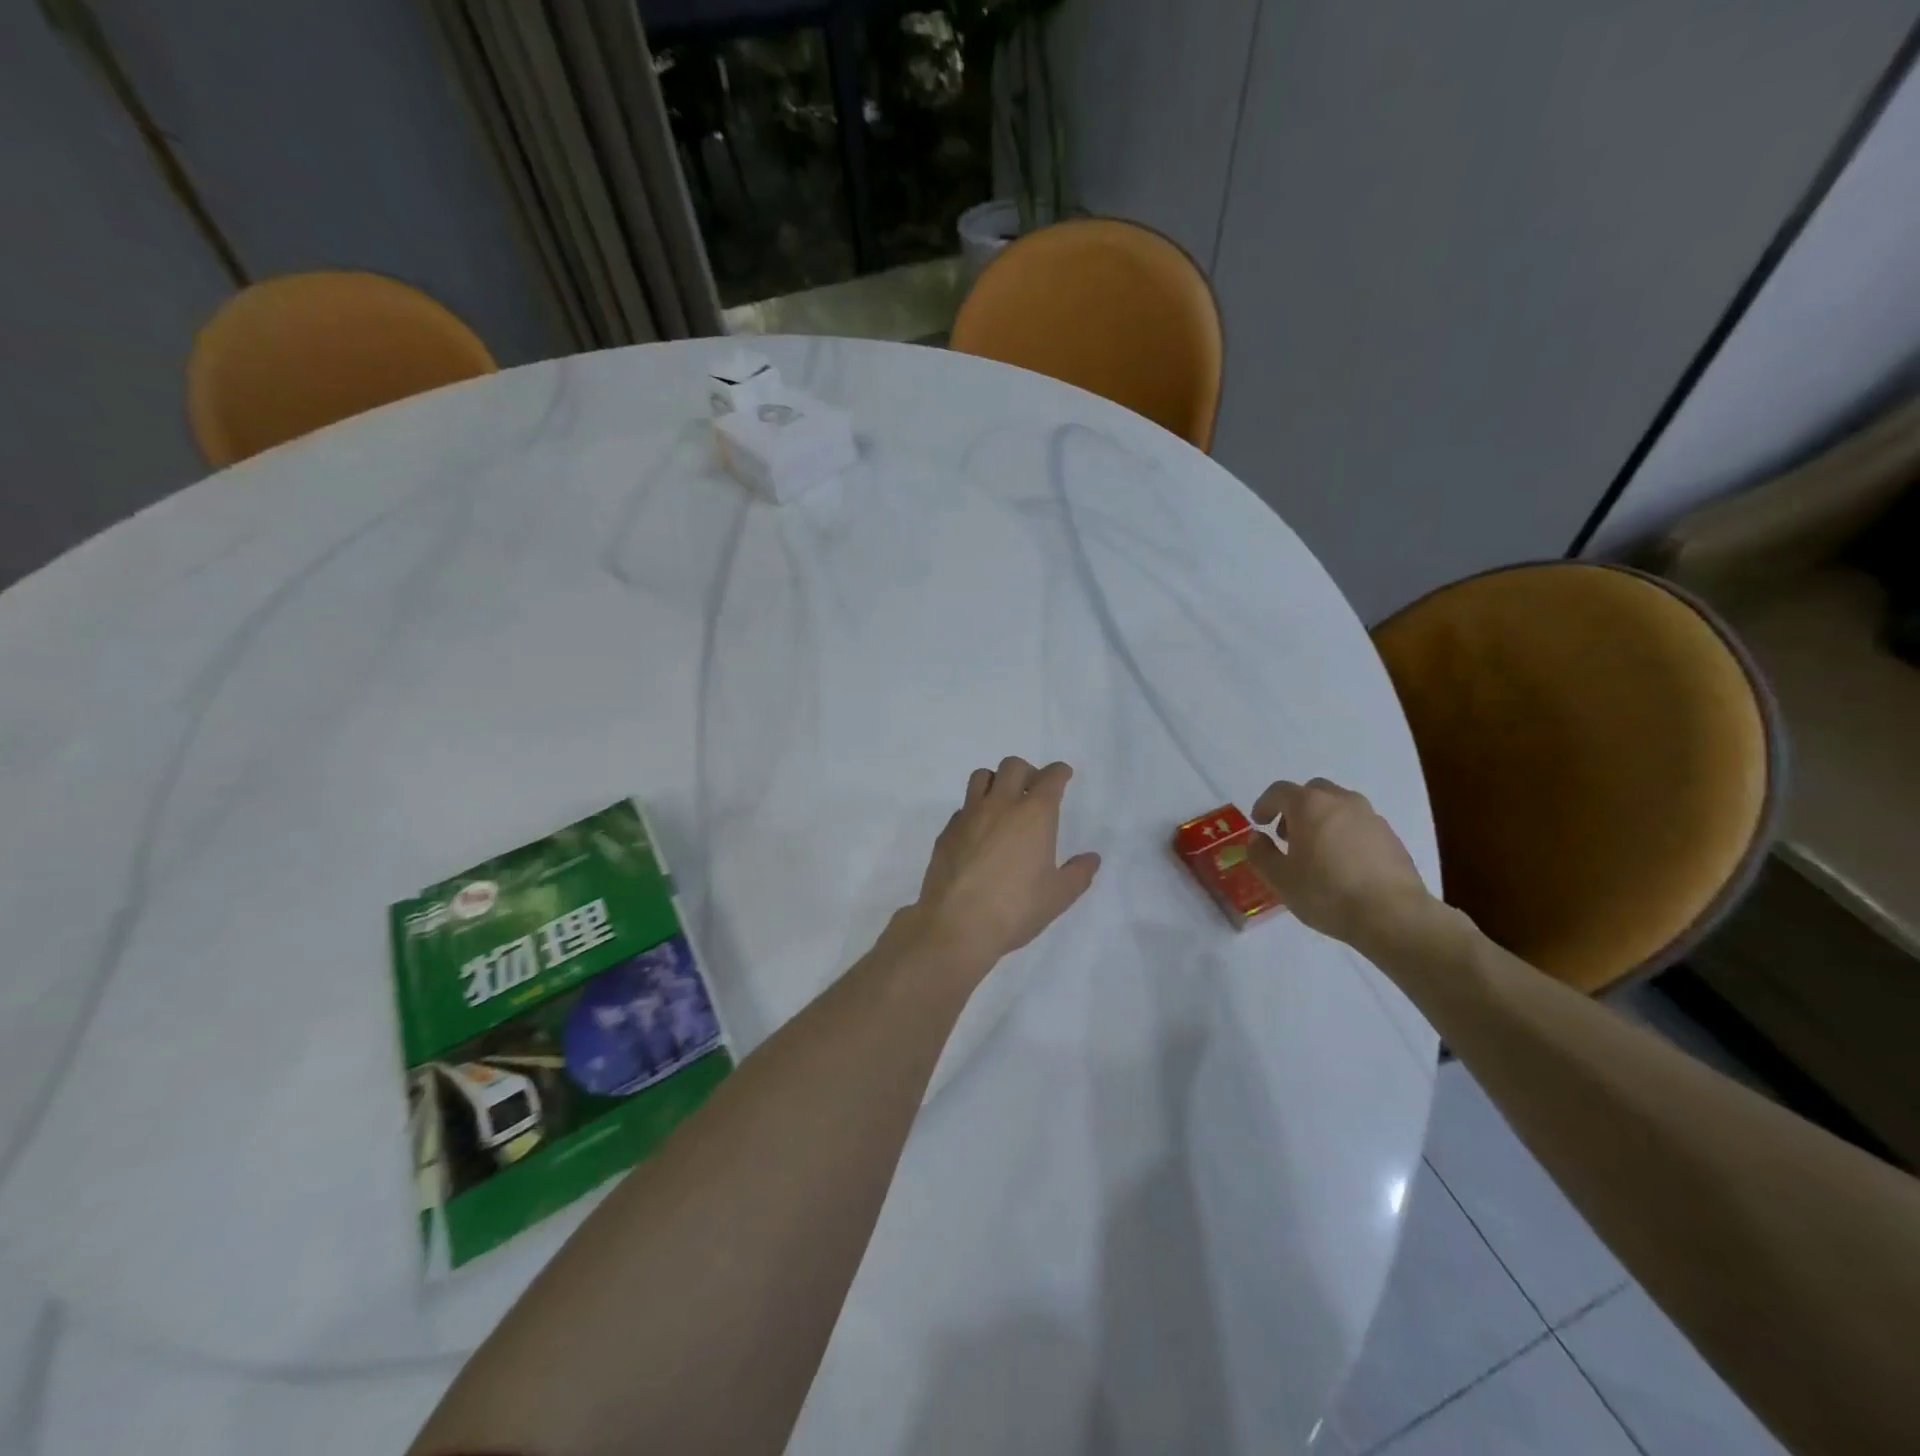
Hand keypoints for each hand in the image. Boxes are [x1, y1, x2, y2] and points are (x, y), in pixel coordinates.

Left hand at [907, 757, 1101, 978]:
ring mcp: (969, 815)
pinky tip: (979, 832)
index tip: (1063, 774)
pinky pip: (963, 807)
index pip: (1050, 778)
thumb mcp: (1057, 896)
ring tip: (1003, 802)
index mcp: (1034, 815)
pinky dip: (975, 810)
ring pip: (982, 777)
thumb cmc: (1015, 909)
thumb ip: (1078, 874)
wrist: (956, 924)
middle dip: (1028, 772)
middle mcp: (1001, 805)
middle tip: (1034, 790)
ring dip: (996, 781)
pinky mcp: (947, 831)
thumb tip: (1092, 858)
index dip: (1059, 772)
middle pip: (1013, 767)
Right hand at [1246, 778, 1432, 946]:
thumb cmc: (1326, 893)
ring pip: (1339, 806)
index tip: (1258, 823)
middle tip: (1287, 835)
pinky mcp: (1391, 836)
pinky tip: (1343, 863)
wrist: (1393, 915)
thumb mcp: (1279, 879)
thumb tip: (1257, 838)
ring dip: (1322, 819)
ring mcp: (1370, 817)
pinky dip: (1345, 833)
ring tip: (1317, 850)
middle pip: (1312, 791)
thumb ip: (1260, 853)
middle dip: (1295, 808)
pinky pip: (1359, 824)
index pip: (1279, 791)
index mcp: (1310, 805)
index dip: (1264, 804)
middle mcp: (1341, 801)